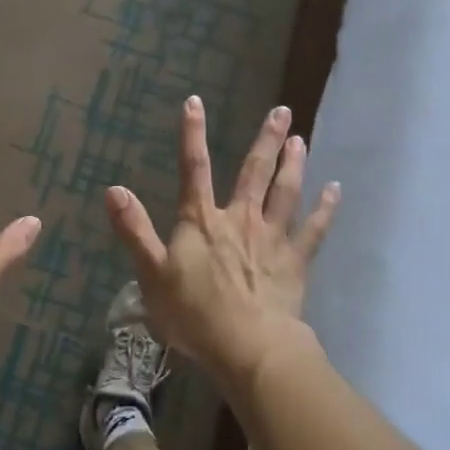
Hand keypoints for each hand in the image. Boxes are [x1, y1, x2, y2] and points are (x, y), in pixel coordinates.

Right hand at [104, 96, 338, 383]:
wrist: (249, 347)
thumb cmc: (194, 314)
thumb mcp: (151, 274)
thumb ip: (134, 230)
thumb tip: (114, 189)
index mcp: (202, 221)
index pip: (194, 169)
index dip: (192, 135)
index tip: (195, 102)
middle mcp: (240, 219)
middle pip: (254, 172)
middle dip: (266, 140)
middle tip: (282, 111)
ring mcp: (272, 238)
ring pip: (286, 192)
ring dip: (295, 163)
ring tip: (302, 138)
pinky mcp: (295, 261)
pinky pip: (314, 229)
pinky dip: (325, 209)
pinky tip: (335, 190)